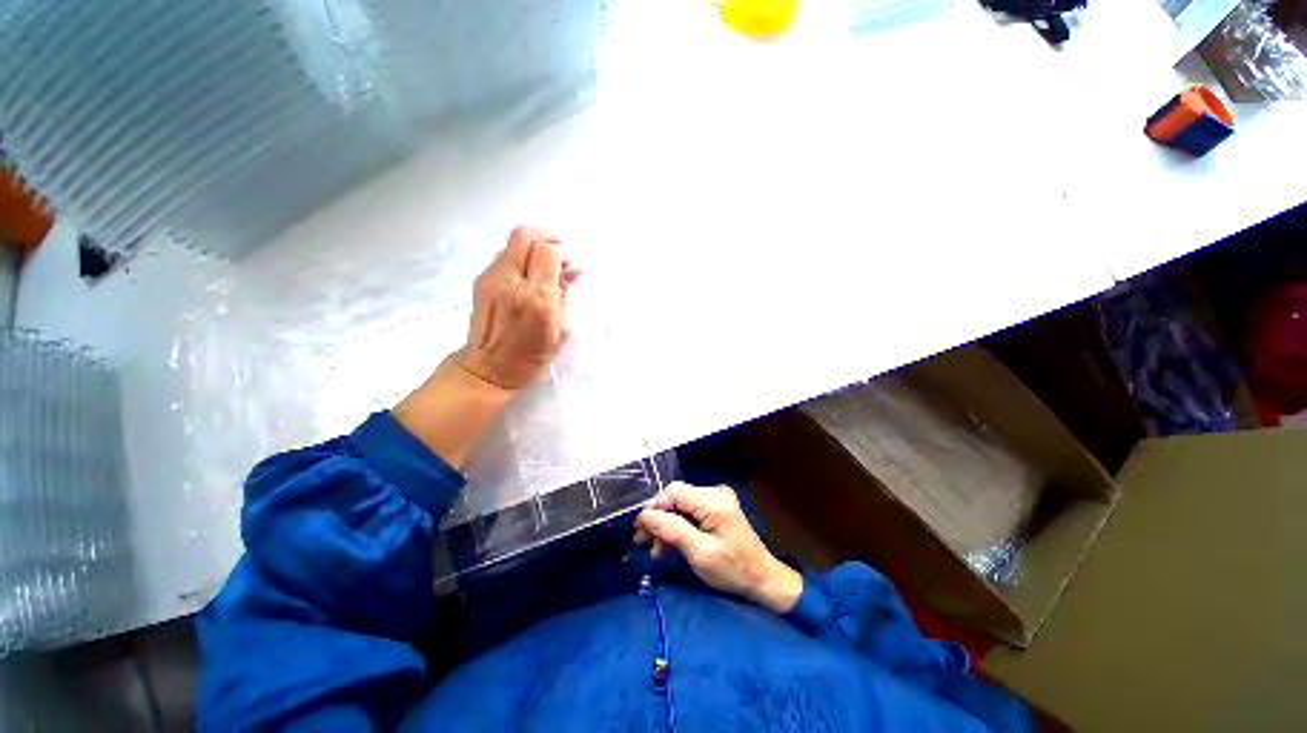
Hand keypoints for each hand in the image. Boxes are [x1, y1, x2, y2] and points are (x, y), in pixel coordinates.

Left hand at [457, 226, 580, 389]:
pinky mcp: (481, 281)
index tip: (568, 268)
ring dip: (532, 247)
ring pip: (512, 243)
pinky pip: (503, 256)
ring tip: (543, 267)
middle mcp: (511, 282)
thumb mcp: (561, 330)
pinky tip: (528, 276)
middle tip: (557, 252)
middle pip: (525, 236)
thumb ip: (567, 296)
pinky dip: (520, 258)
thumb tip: (572, 271)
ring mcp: (491, 278)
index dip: (561, 254)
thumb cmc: (531, 356)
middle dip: (545, 237)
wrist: (488, 368)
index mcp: (537, 298)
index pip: (548, 252)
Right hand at [634, 483, 802, 613]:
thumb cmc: (733, 569)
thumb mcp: (699, 553)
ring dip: (666, 525)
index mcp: (714, 501)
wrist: (762, 579)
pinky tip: (668, 544)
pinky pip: (690, 511)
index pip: (674, 492)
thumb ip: (672, 530)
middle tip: (642, 540)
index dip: (654, 508)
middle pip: (676, 498)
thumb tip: (645, 515)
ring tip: (655, 548)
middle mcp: (715, 492)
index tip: (639, 529)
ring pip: (681, 505)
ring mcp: (717, 499)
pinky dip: (678, 526)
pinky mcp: (717, 508)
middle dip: (658, 519)